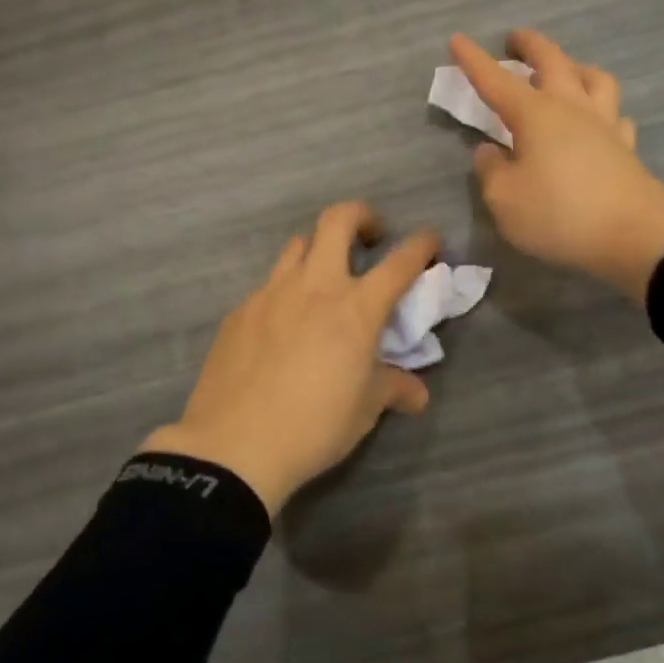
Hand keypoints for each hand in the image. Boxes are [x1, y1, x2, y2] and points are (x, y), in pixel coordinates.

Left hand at [140, 203, 438, 516]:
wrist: (234, 446)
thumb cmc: (313, 426)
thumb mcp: (364, 410)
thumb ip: (392, 388)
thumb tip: (416, 393)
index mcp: (355, 308)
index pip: (399, 262)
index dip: (421, 245)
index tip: (429, 240)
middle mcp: (314, 286)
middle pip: (337, 220)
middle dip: (361, 216)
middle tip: (370, 238)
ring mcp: (271, 293)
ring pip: (298, 245)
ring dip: (319, 250)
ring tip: (324, 281)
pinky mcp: (239, 311)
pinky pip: (268, 286)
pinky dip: (286, 292)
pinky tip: (282, 327)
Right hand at [450, 30, 663, 303]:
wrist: (635, 236)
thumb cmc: (559, 214)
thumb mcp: (504, 199)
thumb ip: (490, 171)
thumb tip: (490, 151)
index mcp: (535, 115)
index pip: (496, 80)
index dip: (474, 60)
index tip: (458, 39)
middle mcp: (571, 108)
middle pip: (553, 61)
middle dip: (530, 45)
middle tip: (516, 38)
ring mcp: (605, 125)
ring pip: (593, 78)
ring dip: (575, 67)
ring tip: (565, 72)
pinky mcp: (626, 148)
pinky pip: (615, 115)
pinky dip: (602, 109)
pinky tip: (598, 121)